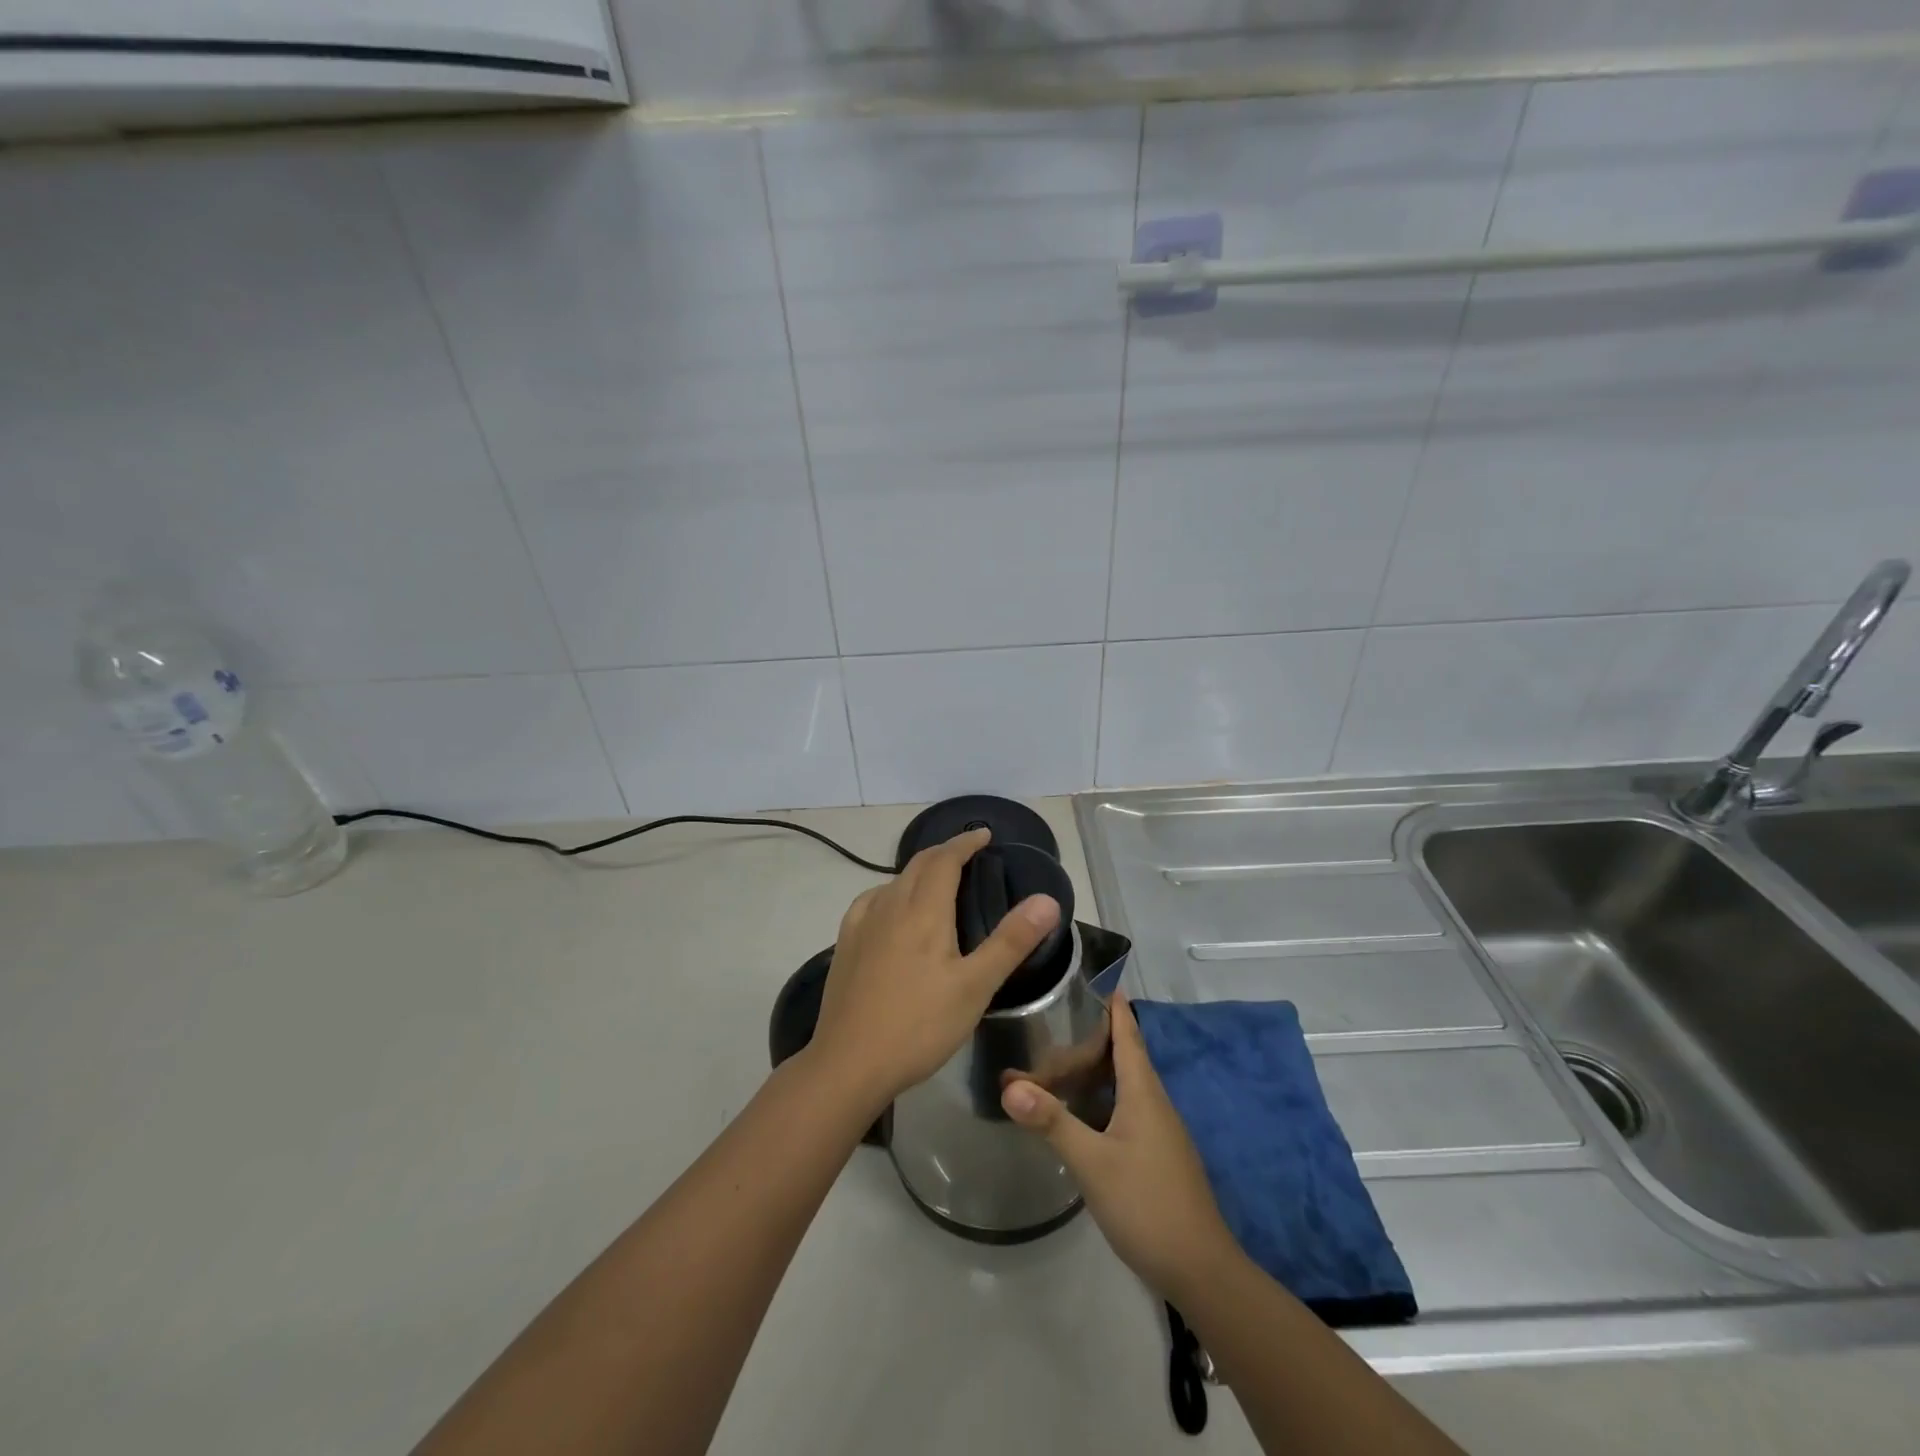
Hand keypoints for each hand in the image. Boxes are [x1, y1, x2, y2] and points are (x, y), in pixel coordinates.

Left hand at [808, 828, 1060, 1113]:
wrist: (849, 1063)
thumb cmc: (920, 1025)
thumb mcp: (976, 986)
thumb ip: (1011, 940)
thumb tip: (1047, 899)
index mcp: (924, 910)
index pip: (945, 859)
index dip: (965, 842)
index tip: (984, 834)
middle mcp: (890, 906)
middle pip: (918, 864)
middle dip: (944, 852)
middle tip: (968, 854)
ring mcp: (862, 924)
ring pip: (894, 881)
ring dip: (919, 871)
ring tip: (937, 881)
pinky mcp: (845, 945)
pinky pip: (871, 901)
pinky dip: (891, 891)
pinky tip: (891, 909)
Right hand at [1001, 992, 1241, 1302]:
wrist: (1200, 1269)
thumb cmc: (1147, 1203)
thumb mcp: (1093, 1162)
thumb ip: (1052, 1122)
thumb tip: (1009, 1084)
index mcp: (1144, 1092)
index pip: (1128, 1033)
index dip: (1114, 1005)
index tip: (1096, 976)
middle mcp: (1154, 1103)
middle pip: (1124, 1056)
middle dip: (1093, 1036)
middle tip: (1053, 1020)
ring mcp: (1158, 1130)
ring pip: (1124, 1084)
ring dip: (1095, 1069)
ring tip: (1058, 1059)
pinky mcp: (1156, 1154)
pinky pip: (1125, 1108)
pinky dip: (1100, 1097)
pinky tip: (1079, 1110)